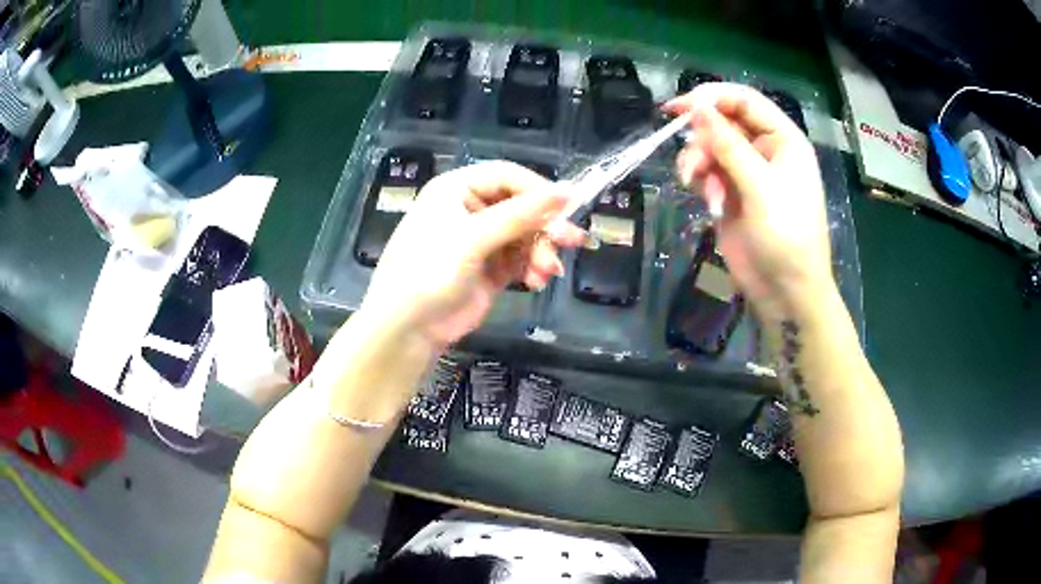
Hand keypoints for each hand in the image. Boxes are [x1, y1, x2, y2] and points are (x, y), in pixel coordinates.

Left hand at [359, 162, 583, 346]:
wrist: (407, 328)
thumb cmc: (430, 271)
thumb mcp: (473, 238)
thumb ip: (521, 215)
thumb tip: (568, 192)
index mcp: (457, 189)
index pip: (508, 176)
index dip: (539, 189)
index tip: (568, 207)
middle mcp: (471, 209)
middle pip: (521, 206)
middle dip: (545, 226)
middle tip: (572, 241)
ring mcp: (482, 240)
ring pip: (526, 235)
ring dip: (541, 251)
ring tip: (547, 271)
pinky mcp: (492, 268)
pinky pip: (522, 259)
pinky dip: (533, 267)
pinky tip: (537, 281)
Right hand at [664, 83, 832, 318]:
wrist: (784, 290)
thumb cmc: (786, 235)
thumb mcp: (760, 186)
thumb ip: (728, 144)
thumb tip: (697, 108)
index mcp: (783, 140)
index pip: (745, 101)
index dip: (712, 98)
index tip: (680, 107)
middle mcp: (764, 149)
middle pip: (723, 122)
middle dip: (703, 138)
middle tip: (690, 160)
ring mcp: (746, 171)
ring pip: (710, 146)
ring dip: (698, 162)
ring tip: (696, 184)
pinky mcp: (730, 191)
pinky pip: (707, 171)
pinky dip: (701, 181)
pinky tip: (709, 202)